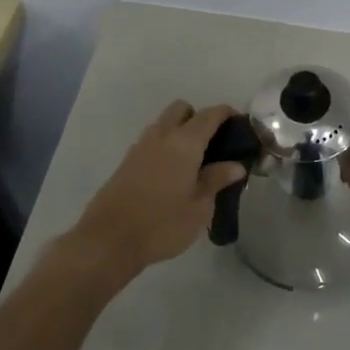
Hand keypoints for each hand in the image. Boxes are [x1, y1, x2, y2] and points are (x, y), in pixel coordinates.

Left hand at [67, 101, 246, 281]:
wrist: (109, 240)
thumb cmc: (162, 224)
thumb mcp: (199, 207)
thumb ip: (217, 180)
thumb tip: (235, 165)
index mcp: (184, 143)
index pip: (210, 115)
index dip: (226, 113)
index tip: (240, 123)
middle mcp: (162, 136)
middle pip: (181, 109)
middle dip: (199, 117)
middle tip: (213, 144)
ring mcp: (140, 147)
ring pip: (164, 123)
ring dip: (179, 131)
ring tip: (194, 162)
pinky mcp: (127, 162)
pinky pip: (152, 141)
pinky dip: (165, 146)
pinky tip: (172, 174)